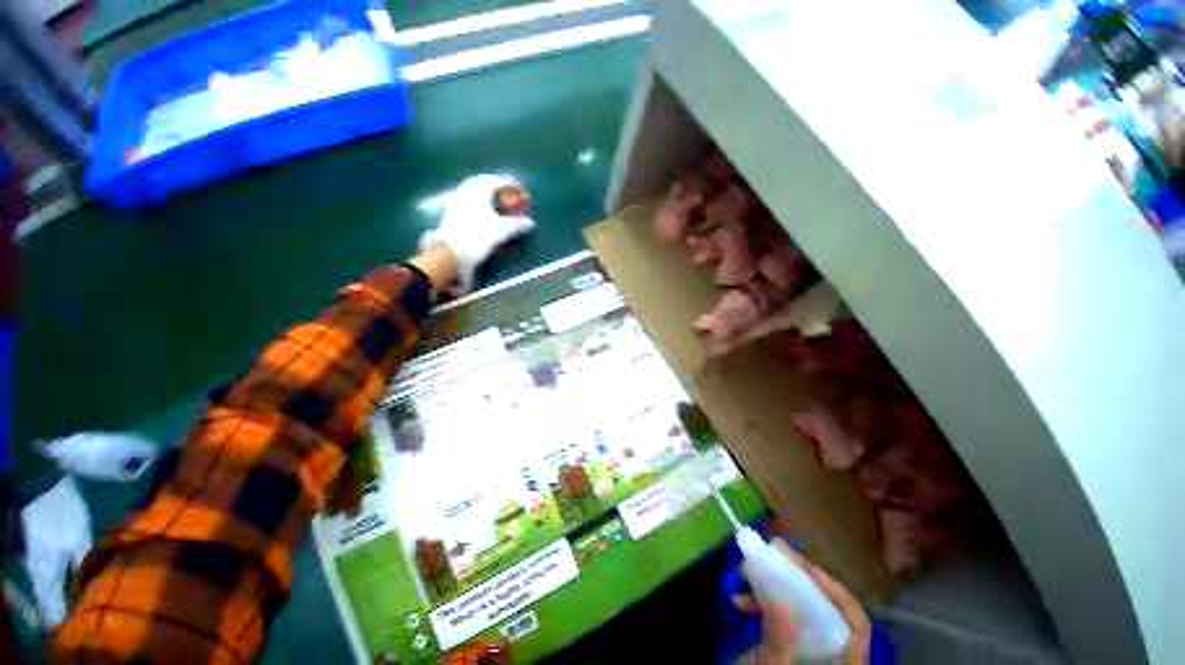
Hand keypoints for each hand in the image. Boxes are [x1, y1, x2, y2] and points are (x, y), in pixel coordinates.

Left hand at [421, 174, 534, 293]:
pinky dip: (475, 201)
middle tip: (505, 192)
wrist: (452, 253)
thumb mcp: (502, 231)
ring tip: (494, 201)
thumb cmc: (478, 237)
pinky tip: (480, 210)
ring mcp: (455, 201)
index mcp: (478, 191)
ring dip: (484, 192)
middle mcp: (465, 191)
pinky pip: (465, 199)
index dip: (508, 183)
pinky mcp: (450, 212)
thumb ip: (518, 225)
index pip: (495, 180)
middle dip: (494, 185)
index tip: (518, 189)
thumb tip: (530, 223)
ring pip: (471, 190)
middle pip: (481, 182)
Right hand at [732, 539, 871, 664]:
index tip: (794, 561)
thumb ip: (780, 644)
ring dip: (773, 588)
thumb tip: (780, 596)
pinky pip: (784, 620)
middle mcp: (835, 658)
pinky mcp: (794, 652)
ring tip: (744, 577)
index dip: (830, 588)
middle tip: (764, 556)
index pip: (854, 623)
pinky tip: (742, 601)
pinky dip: (764, 605)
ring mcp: (815, 655)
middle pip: (827, 611)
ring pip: (803, 612)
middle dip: (794, 579)